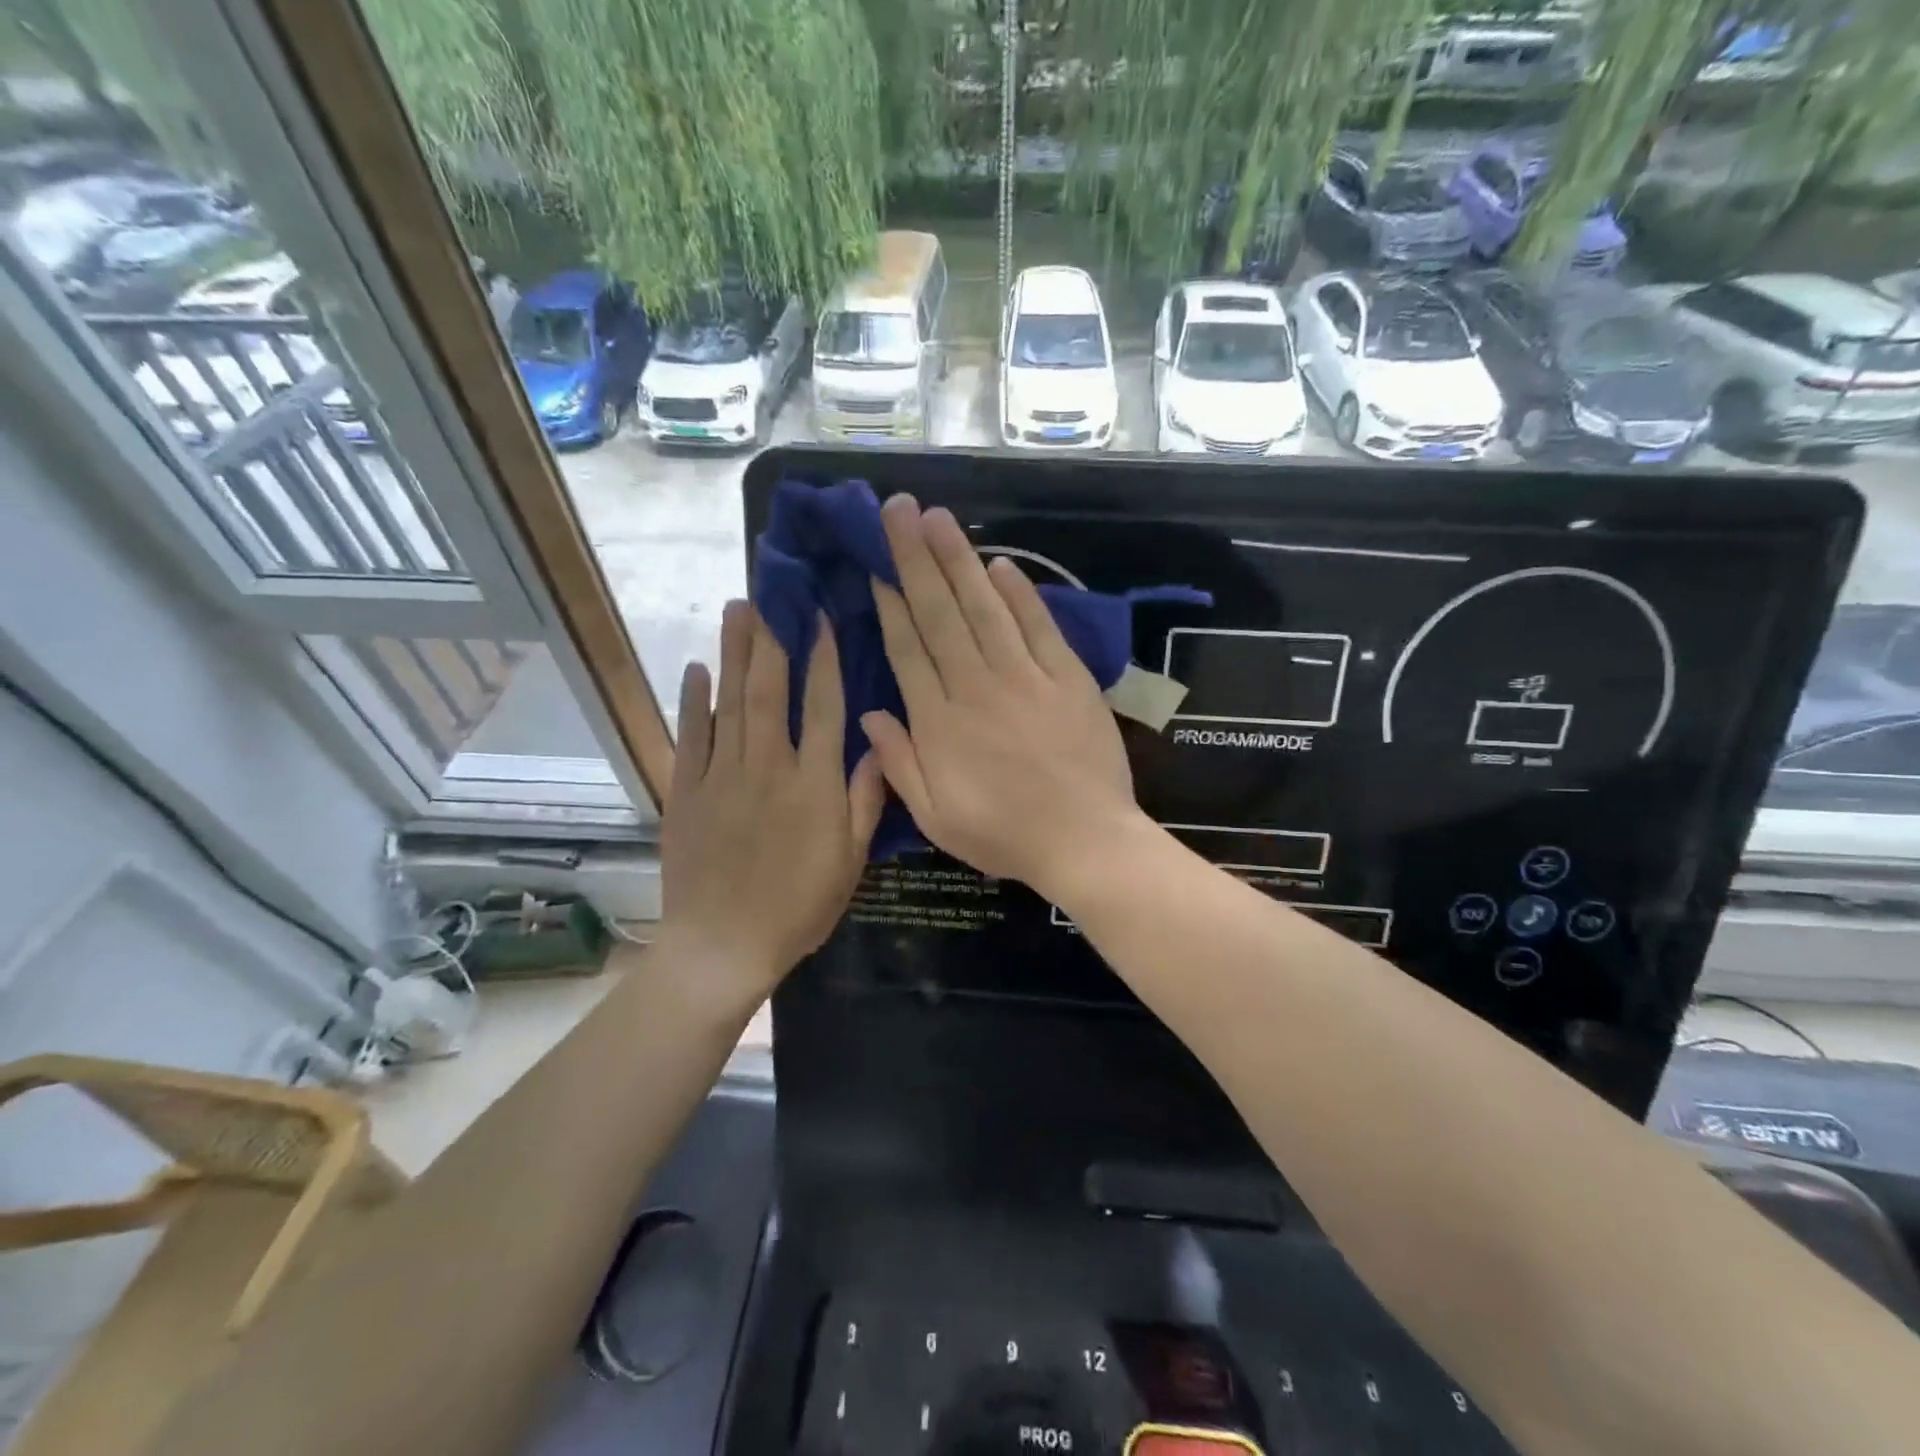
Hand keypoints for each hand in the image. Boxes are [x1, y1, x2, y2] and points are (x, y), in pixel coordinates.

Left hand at [660, 600, 884, 1011]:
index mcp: (814, 783)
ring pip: (729, 702)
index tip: (822, 617)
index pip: (824, 706)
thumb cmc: (798, 907)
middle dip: (771, 638)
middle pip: (770, 690)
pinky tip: (696, 669)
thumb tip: (879, 743)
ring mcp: (721, 776)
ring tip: (736, 610)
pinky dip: (692, 701)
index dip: (824, 658)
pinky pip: (690, 737)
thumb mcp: (850, 861)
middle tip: (770, 593)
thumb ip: (865, 799)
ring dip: (734, 653)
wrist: (723, 946)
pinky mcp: (686, 792)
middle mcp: (768, 766)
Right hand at [861, 495, 1144, 901]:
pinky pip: (1038, 626)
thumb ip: (899, 764)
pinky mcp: (1067, 678)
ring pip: (985, 608)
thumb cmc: (1004, 835)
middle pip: (941, 614)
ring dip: (959, 560)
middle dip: (916, 558)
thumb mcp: (935, 817)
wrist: (1085, 841)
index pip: (908, 649)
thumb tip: (870, 715)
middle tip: (898, 509)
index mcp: (940, 722)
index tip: (875, 564)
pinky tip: (1000, 563)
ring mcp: (1025, 677)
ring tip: (938, 518)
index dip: (890, 603)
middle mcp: (977, 686)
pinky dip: (1020, 593)